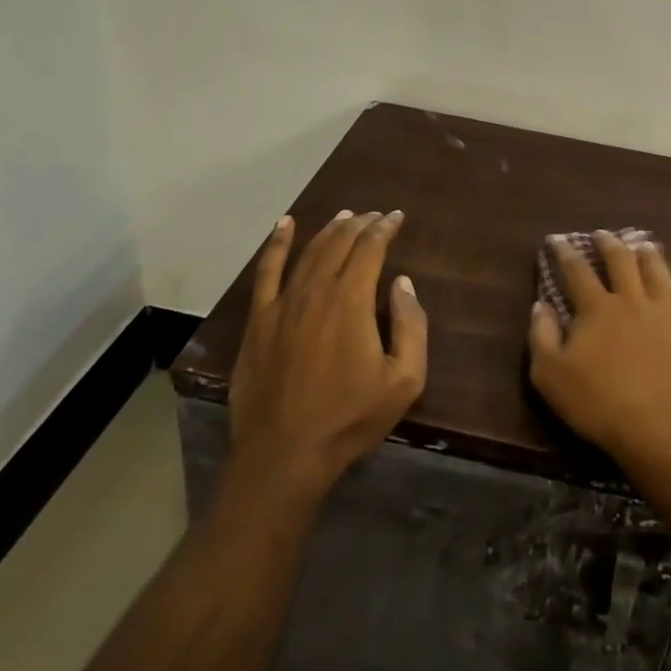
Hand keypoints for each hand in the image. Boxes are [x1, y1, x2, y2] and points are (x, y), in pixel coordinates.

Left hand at [228, 210, 428, 500]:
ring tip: (345, 215)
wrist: (284, 454)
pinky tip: (284, 225)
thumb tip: (402, 283)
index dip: (385, 228)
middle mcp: (316, 290)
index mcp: (351, 301)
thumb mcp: (404, 380)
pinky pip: (267, 271)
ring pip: (309, 252)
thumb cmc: (350, 418)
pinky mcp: (259, 320)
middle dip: (361, 224)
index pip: (371, 248)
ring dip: (329, 229)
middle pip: (340, 243)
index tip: (396, 217)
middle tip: (375, 216)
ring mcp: (282, 303)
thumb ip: (411, 325)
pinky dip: (277, 244)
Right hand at [527, 231, 670, 471]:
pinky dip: (669, 278)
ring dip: (644, 253)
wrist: (660, 430)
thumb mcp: (551, 376)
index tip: (557, 239)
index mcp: (597, 308)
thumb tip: (540, 304)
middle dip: (608, 243)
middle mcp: (631, 300)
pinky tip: (668, 278)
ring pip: (654, 269)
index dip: (565, 253)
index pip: (577, 271)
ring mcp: (663, 312)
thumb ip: (542, 336)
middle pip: (620, 260)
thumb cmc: (598, 404)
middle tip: (601, 234)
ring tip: (639, 243)